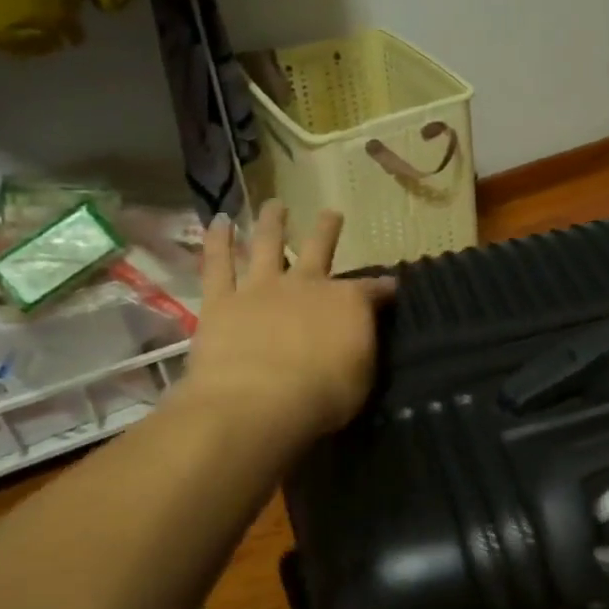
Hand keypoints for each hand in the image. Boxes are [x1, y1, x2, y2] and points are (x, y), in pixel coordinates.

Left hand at [171, 202, 394, 448]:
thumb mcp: (362, 375)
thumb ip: (362, 345)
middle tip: (331, 213)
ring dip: (272, 222)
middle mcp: (306, 284)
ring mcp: (262, 288)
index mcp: (347, 303)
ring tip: (275, 205)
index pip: (373, 290)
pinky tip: (217, 221)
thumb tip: (366, 326)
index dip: (383, 288)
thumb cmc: (322, 397)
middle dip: (328, 230)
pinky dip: (217, 241)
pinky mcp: (222, 301)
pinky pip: (217, 265)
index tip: (391, 286)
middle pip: (320, 248)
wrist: (258, 404)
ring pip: (268, 244)